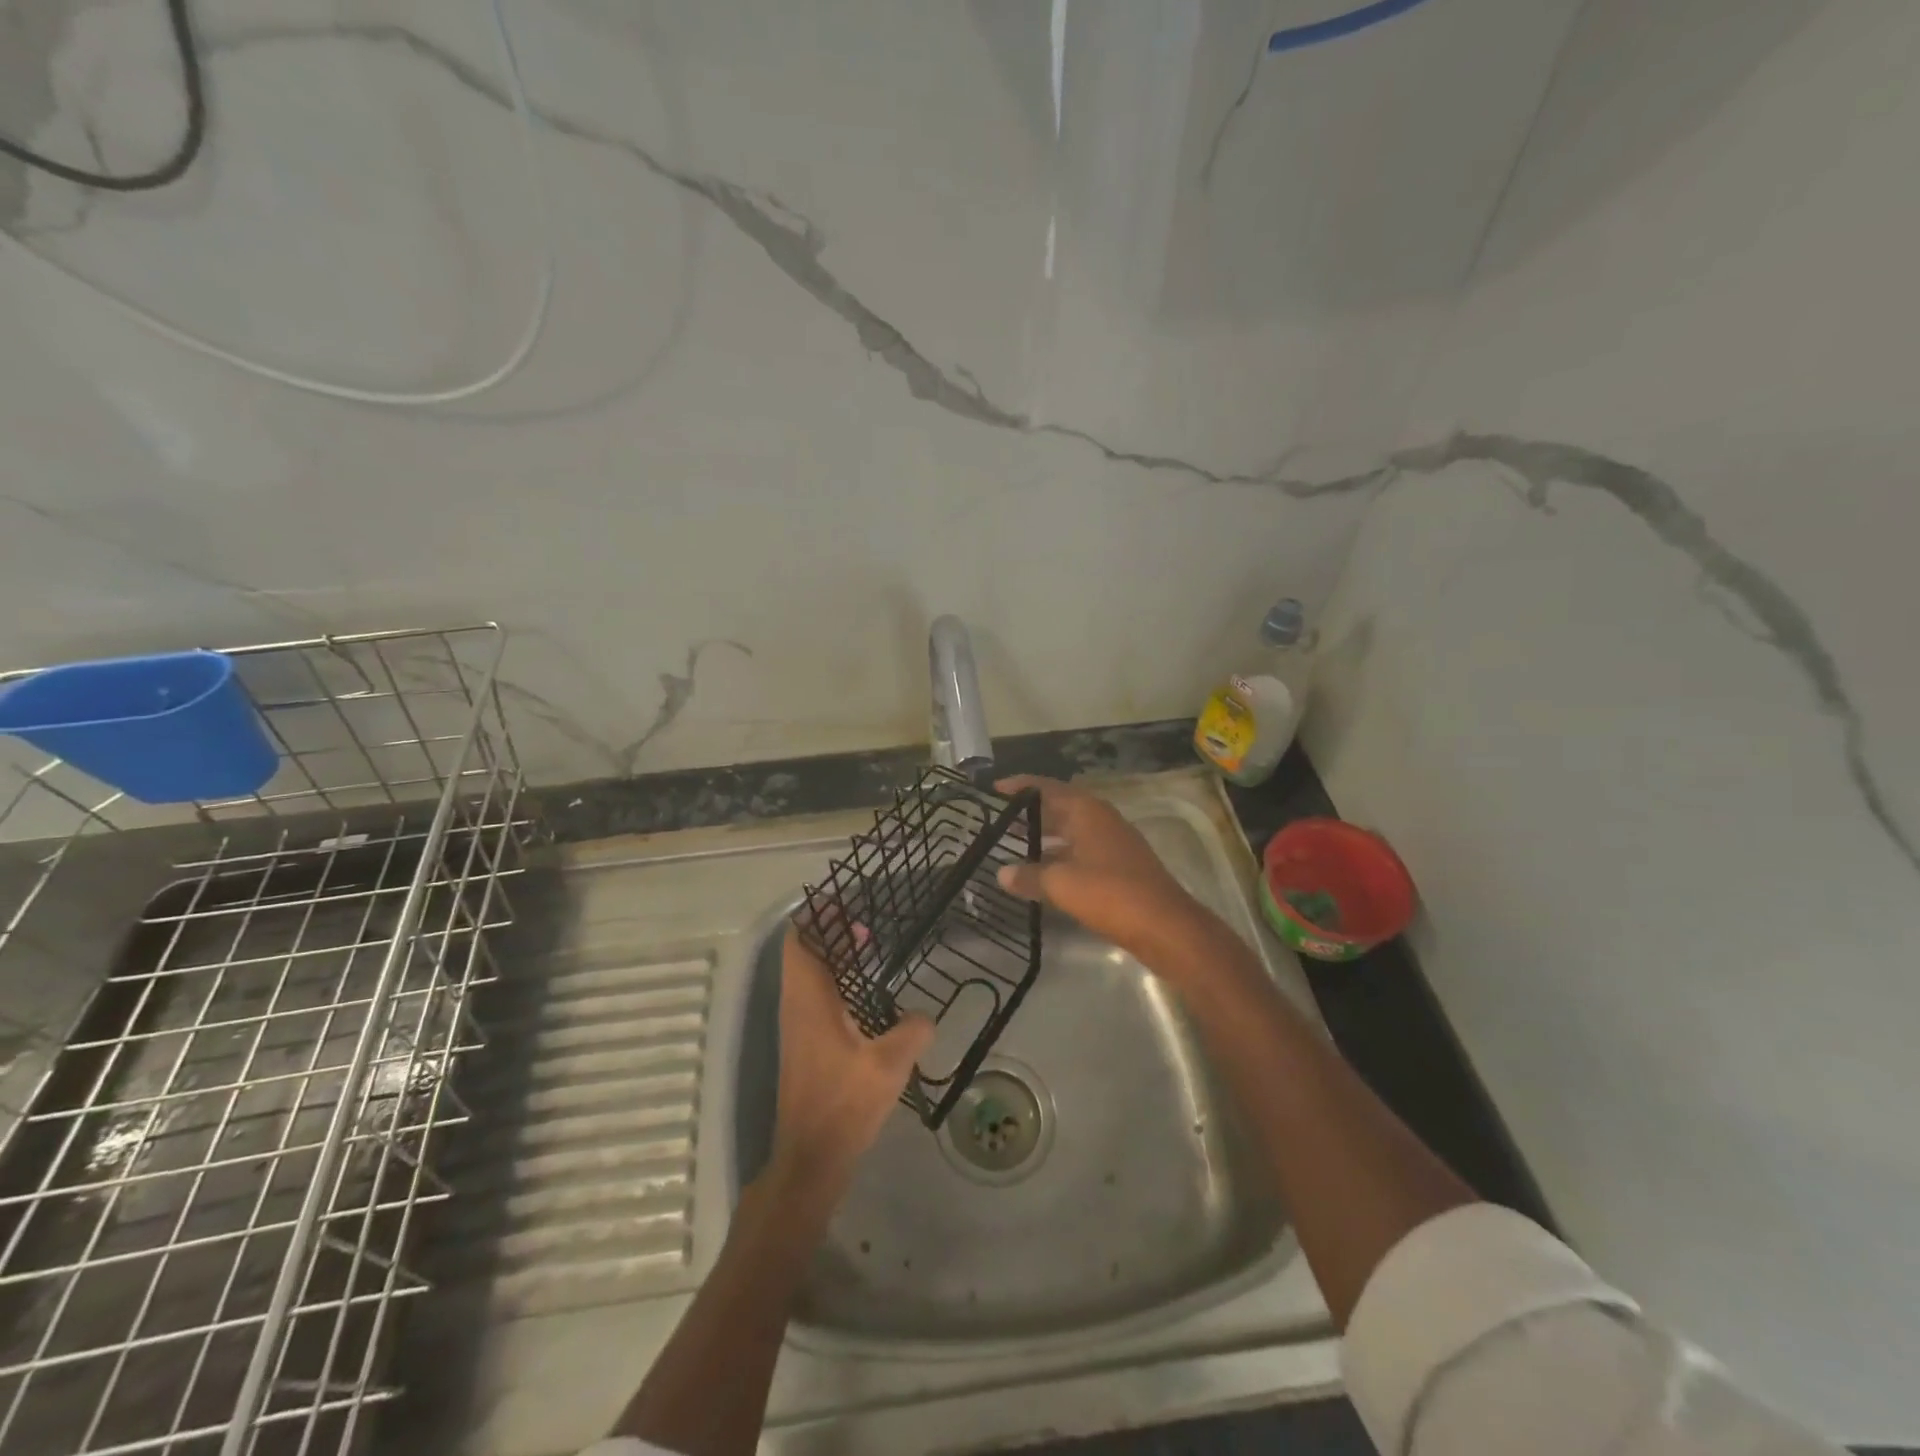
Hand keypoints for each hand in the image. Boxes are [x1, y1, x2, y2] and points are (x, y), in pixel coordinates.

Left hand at [768, 924, 933, 1196]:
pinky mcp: (804, 1044)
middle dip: (828, 932)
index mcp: (809, 1000)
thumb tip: (926, 1016)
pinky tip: (864, 994)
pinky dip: (834, 980)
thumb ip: (912, 1031)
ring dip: (832, 956)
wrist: (810, 1158)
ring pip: (807, 974)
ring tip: (867, 947)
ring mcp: (797, 1026)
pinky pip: (814, 995)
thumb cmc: (844, 1104)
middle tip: (865, 924)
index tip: (844, 902)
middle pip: (803, 952)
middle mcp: (797, 1006)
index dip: (816, 917)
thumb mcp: (889, 1065)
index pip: (799, 941)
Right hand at [994, 775, 1212, 962]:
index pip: (1046, 788)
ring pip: (1069, 833)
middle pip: (1058, 808)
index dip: (1019, 787)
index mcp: (1087, 811)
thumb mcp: (1062, 884)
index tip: (992, 791)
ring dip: (1043, 839)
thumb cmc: (1111, 894)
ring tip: (1010, 848)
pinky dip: (1058, 859)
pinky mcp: (1118, 869)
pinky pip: (1079, 854)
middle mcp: (1100, 820)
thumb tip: (1001, 873)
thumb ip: (1029, 876)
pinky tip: (1040, 876)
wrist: (1166, 928)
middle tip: (995, 821)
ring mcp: (1112, 844)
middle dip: (1028, 814)